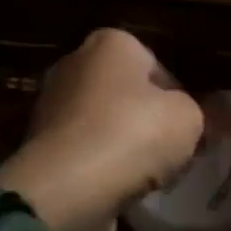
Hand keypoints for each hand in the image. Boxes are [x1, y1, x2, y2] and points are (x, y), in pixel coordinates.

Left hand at [0, 29, 203, 230]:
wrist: (68, 186)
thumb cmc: (133, 135)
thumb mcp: (188, 118)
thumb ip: (190, 111)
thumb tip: (180, 119)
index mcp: (111, 42)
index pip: (155, 65)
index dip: (176, 97)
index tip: (187, 127)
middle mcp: (75, 63)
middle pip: (125, 92)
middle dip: (145, 119)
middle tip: (170, 152)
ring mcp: (52, 103)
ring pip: (102, 123)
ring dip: (121, 146)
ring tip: (146, 176)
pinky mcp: (40, 143)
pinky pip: (83, 151)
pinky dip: (98, 167)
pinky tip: (118, 188)